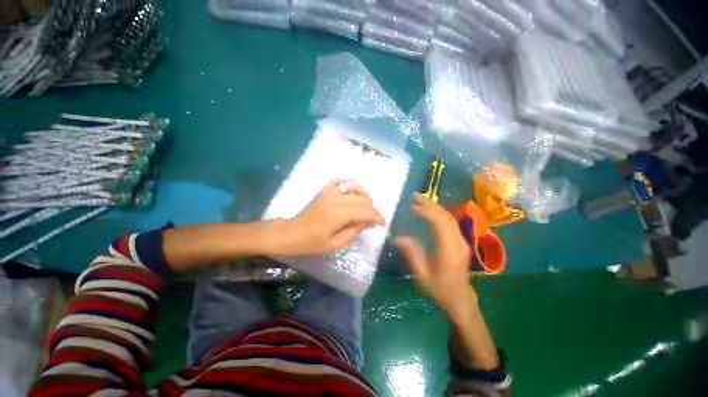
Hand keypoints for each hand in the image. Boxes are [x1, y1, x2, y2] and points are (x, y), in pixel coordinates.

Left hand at [275, 180, 385, 255]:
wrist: (291, 233)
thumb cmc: (311, 243)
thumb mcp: (335, 244)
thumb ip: (354, 231)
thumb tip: (369, 222)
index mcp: (337, 214)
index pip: (365, 211)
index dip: (377, 217)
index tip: (383, 224)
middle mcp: (335, 199)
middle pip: (362, 199)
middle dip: (373, 209)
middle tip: (374, 219)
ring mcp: (329, 191)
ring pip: (354, 185)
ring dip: (364, 194)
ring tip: (365, 206)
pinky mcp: (324, 190)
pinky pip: (340, 181)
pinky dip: (350, 186)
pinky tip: (352, 194)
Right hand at [394, 195, 476, 318]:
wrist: (460, 300)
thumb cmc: (439, 289)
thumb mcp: (421, 275)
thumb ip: (411, 254)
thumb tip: (397, 238)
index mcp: (448, 250)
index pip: (439, 224)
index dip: (426, 213)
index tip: (412, 207)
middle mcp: (458, 242)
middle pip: (445, 217)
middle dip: (430, 204)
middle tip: (415, 197)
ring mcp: (462, 241)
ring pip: (450, 218)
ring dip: (435, 207)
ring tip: (421, 200)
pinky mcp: (461, 242)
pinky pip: (451, 222)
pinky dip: (440, 213)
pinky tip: (431, 211)